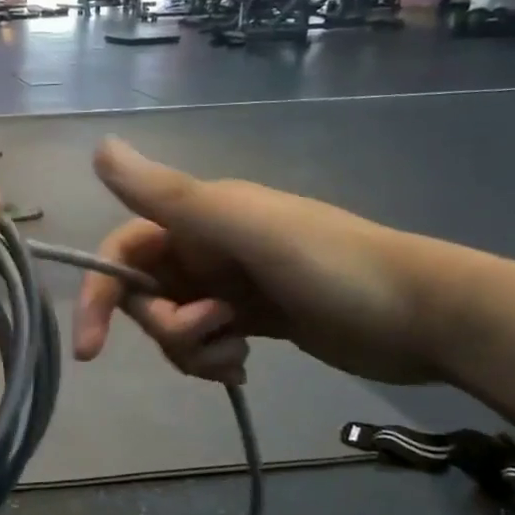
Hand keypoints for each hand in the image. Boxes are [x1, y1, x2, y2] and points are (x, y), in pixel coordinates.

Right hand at [72, 139, 470, 385]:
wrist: (424, 314)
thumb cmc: (331, 266)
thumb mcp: (243, 227)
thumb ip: (167, 194)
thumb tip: (99, 146)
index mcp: (199, 217)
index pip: (123, 251)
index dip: (101, 294)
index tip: (90, 349)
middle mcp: (206, 246)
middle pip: (146, 294)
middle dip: (166, 326)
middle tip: (212, 333)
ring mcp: (230, 284)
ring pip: (174, 323)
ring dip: (191, 349)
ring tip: (237, 358)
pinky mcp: (252, 317)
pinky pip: (205, 342)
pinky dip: (213, 359)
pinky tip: (246, 368)